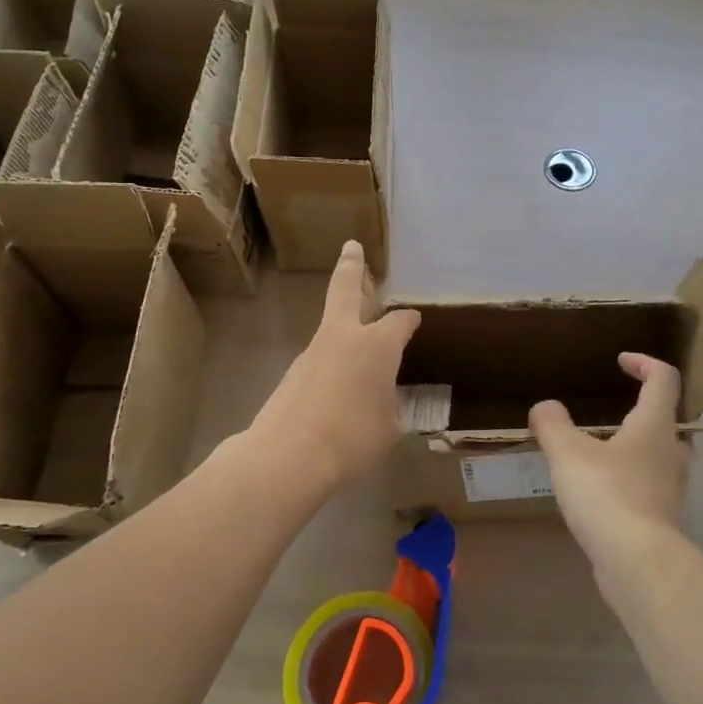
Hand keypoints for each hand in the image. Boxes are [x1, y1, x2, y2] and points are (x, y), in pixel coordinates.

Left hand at [251, 241, 419, 491]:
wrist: (287, 456)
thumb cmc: (352, 439)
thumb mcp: (390, 426)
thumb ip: (390, 405)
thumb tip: (383, 400)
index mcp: (376, 345)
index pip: (400, 322)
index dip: (410, 320)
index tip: (415, 321)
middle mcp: (344, 337)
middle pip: (345, 289)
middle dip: (352, 267)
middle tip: (352, 247)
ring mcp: (313, 352)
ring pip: (331, 325)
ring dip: (342, 320)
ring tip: (356, 336)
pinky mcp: (293, 373)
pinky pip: (320, 358)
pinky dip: (331, 361)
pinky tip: (338, 386)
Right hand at [530, 353, 688, 566]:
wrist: (637, 561)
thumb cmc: (606, 494)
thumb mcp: (568, 454)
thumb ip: (553, 424)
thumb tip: (545, 407)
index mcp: (655, 425)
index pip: (663, 379)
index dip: (644, 363)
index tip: (621, 361)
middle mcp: (671, 451)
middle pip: (663, 418)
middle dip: (639, 408)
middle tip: (611, 410)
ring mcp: (671, 487)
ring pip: (656, 454)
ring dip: (632, 446)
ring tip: (598, 452)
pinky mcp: (663, 516)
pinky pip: (647, 486)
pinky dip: (628, 479)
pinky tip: (601, 493)